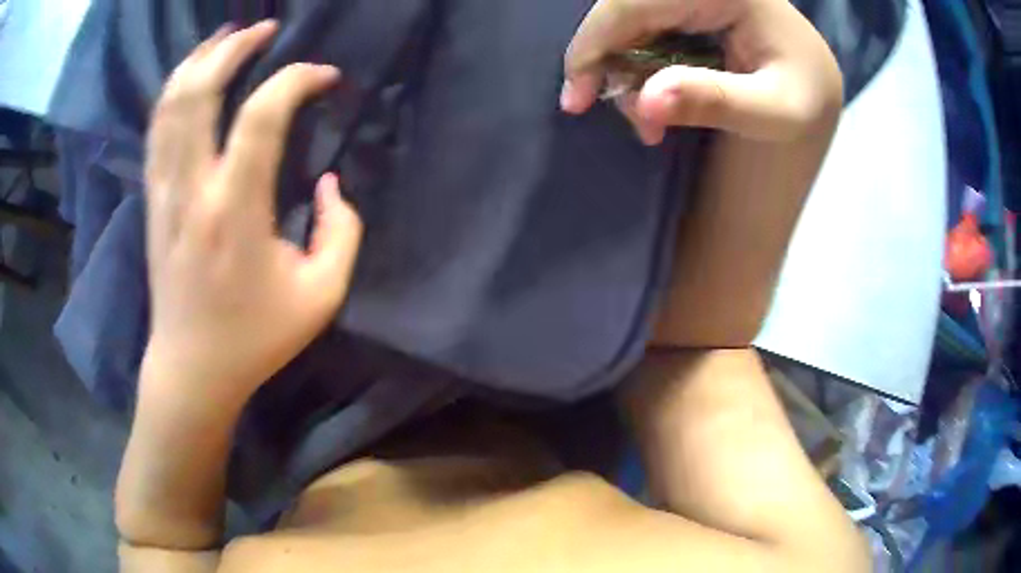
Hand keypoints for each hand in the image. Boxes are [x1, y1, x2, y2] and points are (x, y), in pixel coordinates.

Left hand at [142, 21, 362, 401]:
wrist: (191, 369)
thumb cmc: (255, 338)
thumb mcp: (321, 295)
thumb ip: (341, 230)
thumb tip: (330, 180)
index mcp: (235, 211)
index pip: (263, 114)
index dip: (298, 80)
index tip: (325, 77)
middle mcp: (192, 189)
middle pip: (199, 91)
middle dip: (233, 46)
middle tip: (264, 28)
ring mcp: (164, 193)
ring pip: (169, 105)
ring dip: (198, 60)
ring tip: (226, 37)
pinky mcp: (153, 201)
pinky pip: (157, 130)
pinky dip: (173, 92)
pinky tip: (191, 76)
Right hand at [562, 0, 842, 143]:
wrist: (813, 87)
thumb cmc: (804, 101)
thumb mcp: (776, 113)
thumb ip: (719, 102)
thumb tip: (646, 100)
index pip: (633, 4)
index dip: (593, 46)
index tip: (576, 101)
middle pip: (623, 9)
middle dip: (608, 64)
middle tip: (624, 118)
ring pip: (627, 19)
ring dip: (625, 70)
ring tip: (650, 121)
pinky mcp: (689, 3)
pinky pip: (642, 26)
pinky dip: (638, 64)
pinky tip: (656, 95)